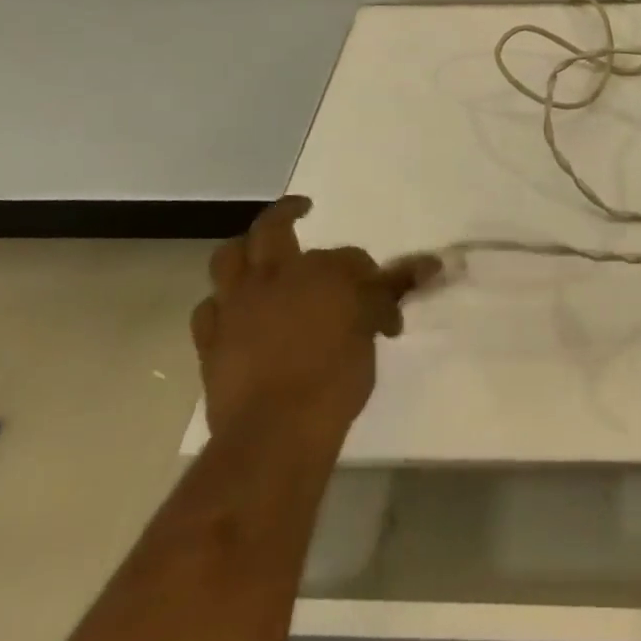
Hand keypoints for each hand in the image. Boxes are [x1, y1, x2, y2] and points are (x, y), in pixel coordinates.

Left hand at [190, 197, 442, 446]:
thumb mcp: (370, 331)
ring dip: (245, 250)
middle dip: (288, 211)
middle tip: (302, 208)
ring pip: (229, 258)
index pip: (351, 259)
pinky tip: (235, 310)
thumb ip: (389, 295)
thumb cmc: (335, 379)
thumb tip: (430, 265)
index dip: (371, 279)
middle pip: (273, 227)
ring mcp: (236, 305)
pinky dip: (223, 303)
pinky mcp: (210, 338)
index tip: (385, 310)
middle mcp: (274, 276)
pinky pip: (210, 308)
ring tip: (258, 252)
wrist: (276, 431)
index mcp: (321, 271)